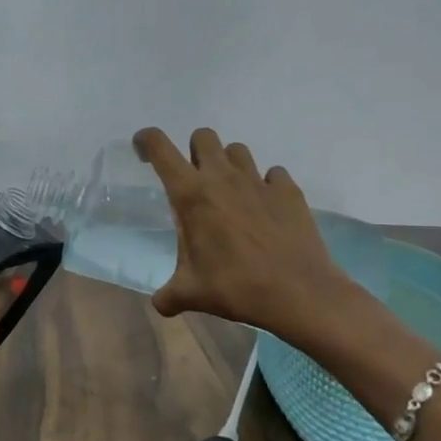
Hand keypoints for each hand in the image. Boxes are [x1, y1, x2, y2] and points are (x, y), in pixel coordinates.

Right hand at [133, 126, 357, 341]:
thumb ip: (168, 295)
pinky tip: (265, 208)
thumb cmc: (236, 287)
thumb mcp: (191, 294)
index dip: (146, 140)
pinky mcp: (288, 190)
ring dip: (228, 165)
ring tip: (230, 194)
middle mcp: (223, 177)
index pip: (159, 147)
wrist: (298, 293)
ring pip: (237, 150)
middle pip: (202, 136)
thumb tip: (160, 304)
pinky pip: (273, 174)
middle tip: (195, 182)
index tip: (142, 151)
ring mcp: (258, 181)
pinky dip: (265, 185)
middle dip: (193, 151)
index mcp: (191, 195)